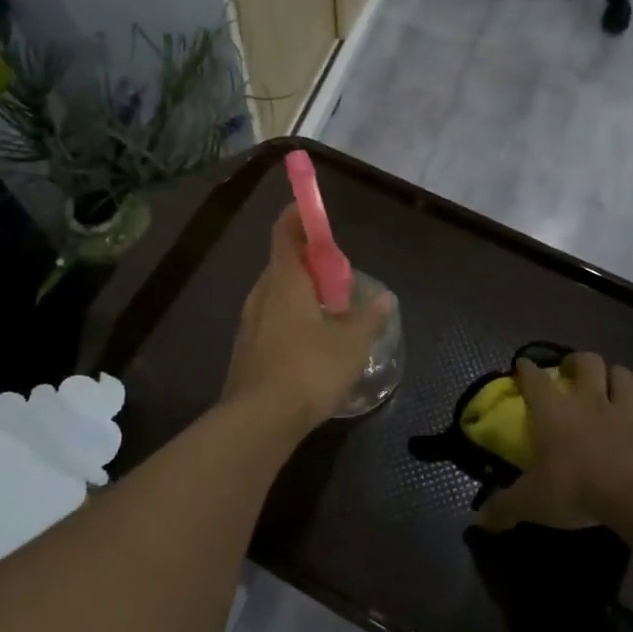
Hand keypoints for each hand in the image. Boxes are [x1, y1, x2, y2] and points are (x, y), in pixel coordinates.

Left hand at [224, 205, 394, 437]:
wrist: (260, 419)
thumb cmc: (309, 368)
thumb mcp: (351, 342)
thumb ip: (369, 317)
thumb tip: (385, 299)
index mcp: (284, 281)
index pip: (285, 233)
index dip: (298, 217)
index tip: (313, 212)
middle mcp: (261, 295)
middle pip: (282, 264)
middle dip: (309, 263)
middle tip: (337, 274)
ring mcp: (250, 324)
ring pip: (276, 295)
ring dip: (300, 294)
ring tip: (330, 311)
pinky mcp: (247, 351)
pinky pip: (272, 321)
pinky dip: (292, 320)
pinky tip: (312, 344)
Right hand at [477, 352, 632, 530]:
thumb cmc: (574, 486)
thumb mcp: (531, 502)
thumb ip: (505, 507)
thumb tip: (481, 519)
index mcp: (553, 411)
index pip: (535, 379)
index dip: (527, 368)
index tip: (522, 364)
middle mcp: (589, 403)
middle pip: (588, 363)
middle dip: (578, 361)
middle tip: (571, 370)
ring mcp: (624, 416)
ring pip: (624, 379)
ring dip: (617, 377)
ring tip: (610, 385)